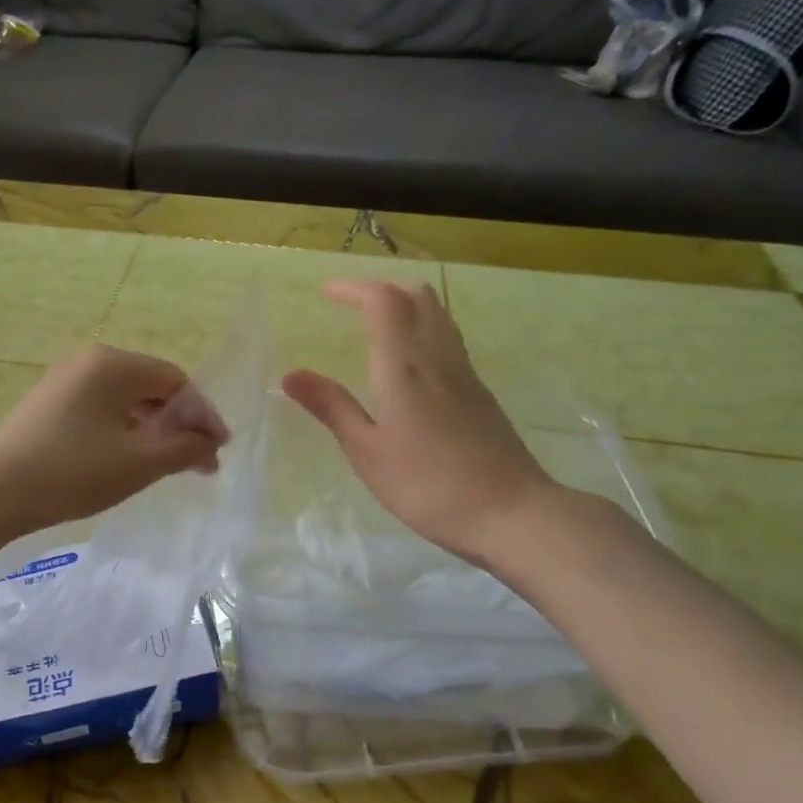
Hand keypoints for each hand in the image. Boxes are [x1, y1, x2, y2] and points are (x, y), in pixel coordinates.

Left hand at [0, 343, 227, 536]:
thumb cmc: (73, 472)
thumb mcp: (139, 463)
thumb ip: (185, 448)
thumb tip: (211, 444)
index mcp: (112, 364)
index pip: (175, 380)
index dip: (202, 415)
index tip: (217, 452)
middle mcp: (88, 361)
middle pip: (150, 386)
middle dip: (178, 423)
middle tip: (196, 463)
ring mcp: (63, 381)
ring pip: (125, 400)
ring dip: (151, 429)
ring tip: (165, 465)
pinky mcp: (48, 404)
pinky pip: (100, 409)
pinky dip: (123, 430)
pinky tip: (126, 459)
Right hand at [281, 280, 564, 567]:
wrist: (513, 513)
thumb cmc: (428, 485)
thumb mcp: (368, 451)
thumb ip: (332, 408)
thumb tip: (290, 375)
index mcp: (405, 367)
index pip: (383, 302)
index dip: (353, 288)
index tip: (325, 293)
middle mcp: (438, 359)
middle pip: (418, 298)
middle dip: (382, 290)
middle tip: (352, 304)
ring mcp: (466, 375)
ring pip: (438, 317)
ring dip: (406, 306)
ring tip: (377, 325)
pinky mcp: (481, 394)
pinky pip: (449, 341)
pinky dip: (423, 331)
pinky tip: (410, 363)